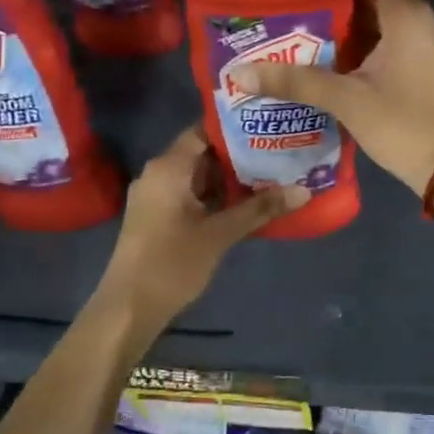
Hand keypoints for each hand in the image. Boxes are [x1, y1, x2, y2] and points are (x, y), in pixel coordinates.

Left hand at [94, 127, 306, 339]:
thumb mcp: (220, 234)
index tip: (270, 124)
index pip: (204, 130)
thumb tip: (304, 190)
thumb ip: (260, 209)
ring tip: (274, 171)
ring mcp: (158, 197)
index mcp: (168, 168)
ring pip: (201, 176)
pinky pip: (194, 194)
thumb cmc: (171, 264)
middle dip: (242, 153)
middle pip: (204, 152)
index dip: (237, 126)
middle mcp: (160, 174)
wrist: (129, 309)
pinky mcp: (161, 217)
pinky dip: (219, 195)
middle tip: (281, 148)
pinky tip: (250, 201)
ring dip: (233, 177)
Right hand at [232, 0, 433, 195]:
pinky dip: (359, 50)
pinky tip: (325, 62)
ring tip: (294, 33)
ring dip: (341, 31)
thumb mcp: (345, 99)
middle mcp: (418, 19)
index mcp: (405, 13)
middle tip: (282, 10)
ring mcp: (424, 44)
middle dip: (326, 6)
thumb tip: (238, 72)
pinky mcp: (423, 66)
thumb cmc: (403, 124)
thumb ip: (293, 81)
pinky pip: (386, 45)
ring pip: (375, 26)